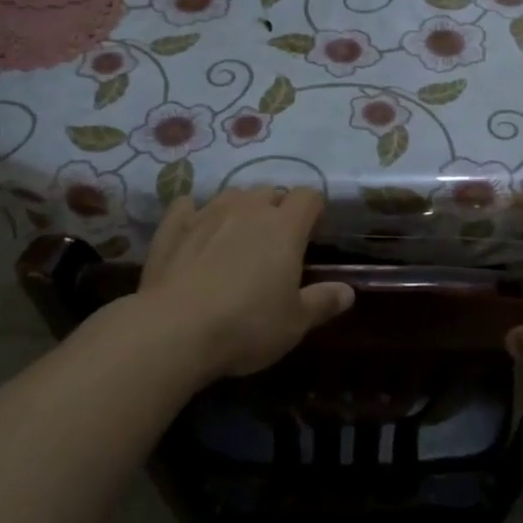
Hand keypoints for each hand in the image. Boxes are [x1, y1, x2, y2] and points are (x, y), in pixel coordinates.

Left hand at [136, 188, 353, 379]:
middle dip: (276, 209)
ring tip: (236, 237)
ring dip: (239, 209)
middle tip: (274, 243)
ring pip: (231, 194)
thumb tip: (348, 291)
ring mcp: (208, 213)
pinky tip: (193, 230)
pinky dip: (194, 213)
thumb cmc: (246, 326)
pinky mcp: (173, 227)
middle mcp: (248, 209)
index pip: (308, 197)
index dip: (313, 210)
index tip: (312, 233)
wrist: (174, 330)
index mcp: (284, 227)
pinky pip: (187, 206)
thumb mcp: (294, 323)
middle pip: (269, 192)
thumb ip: (323, 302)